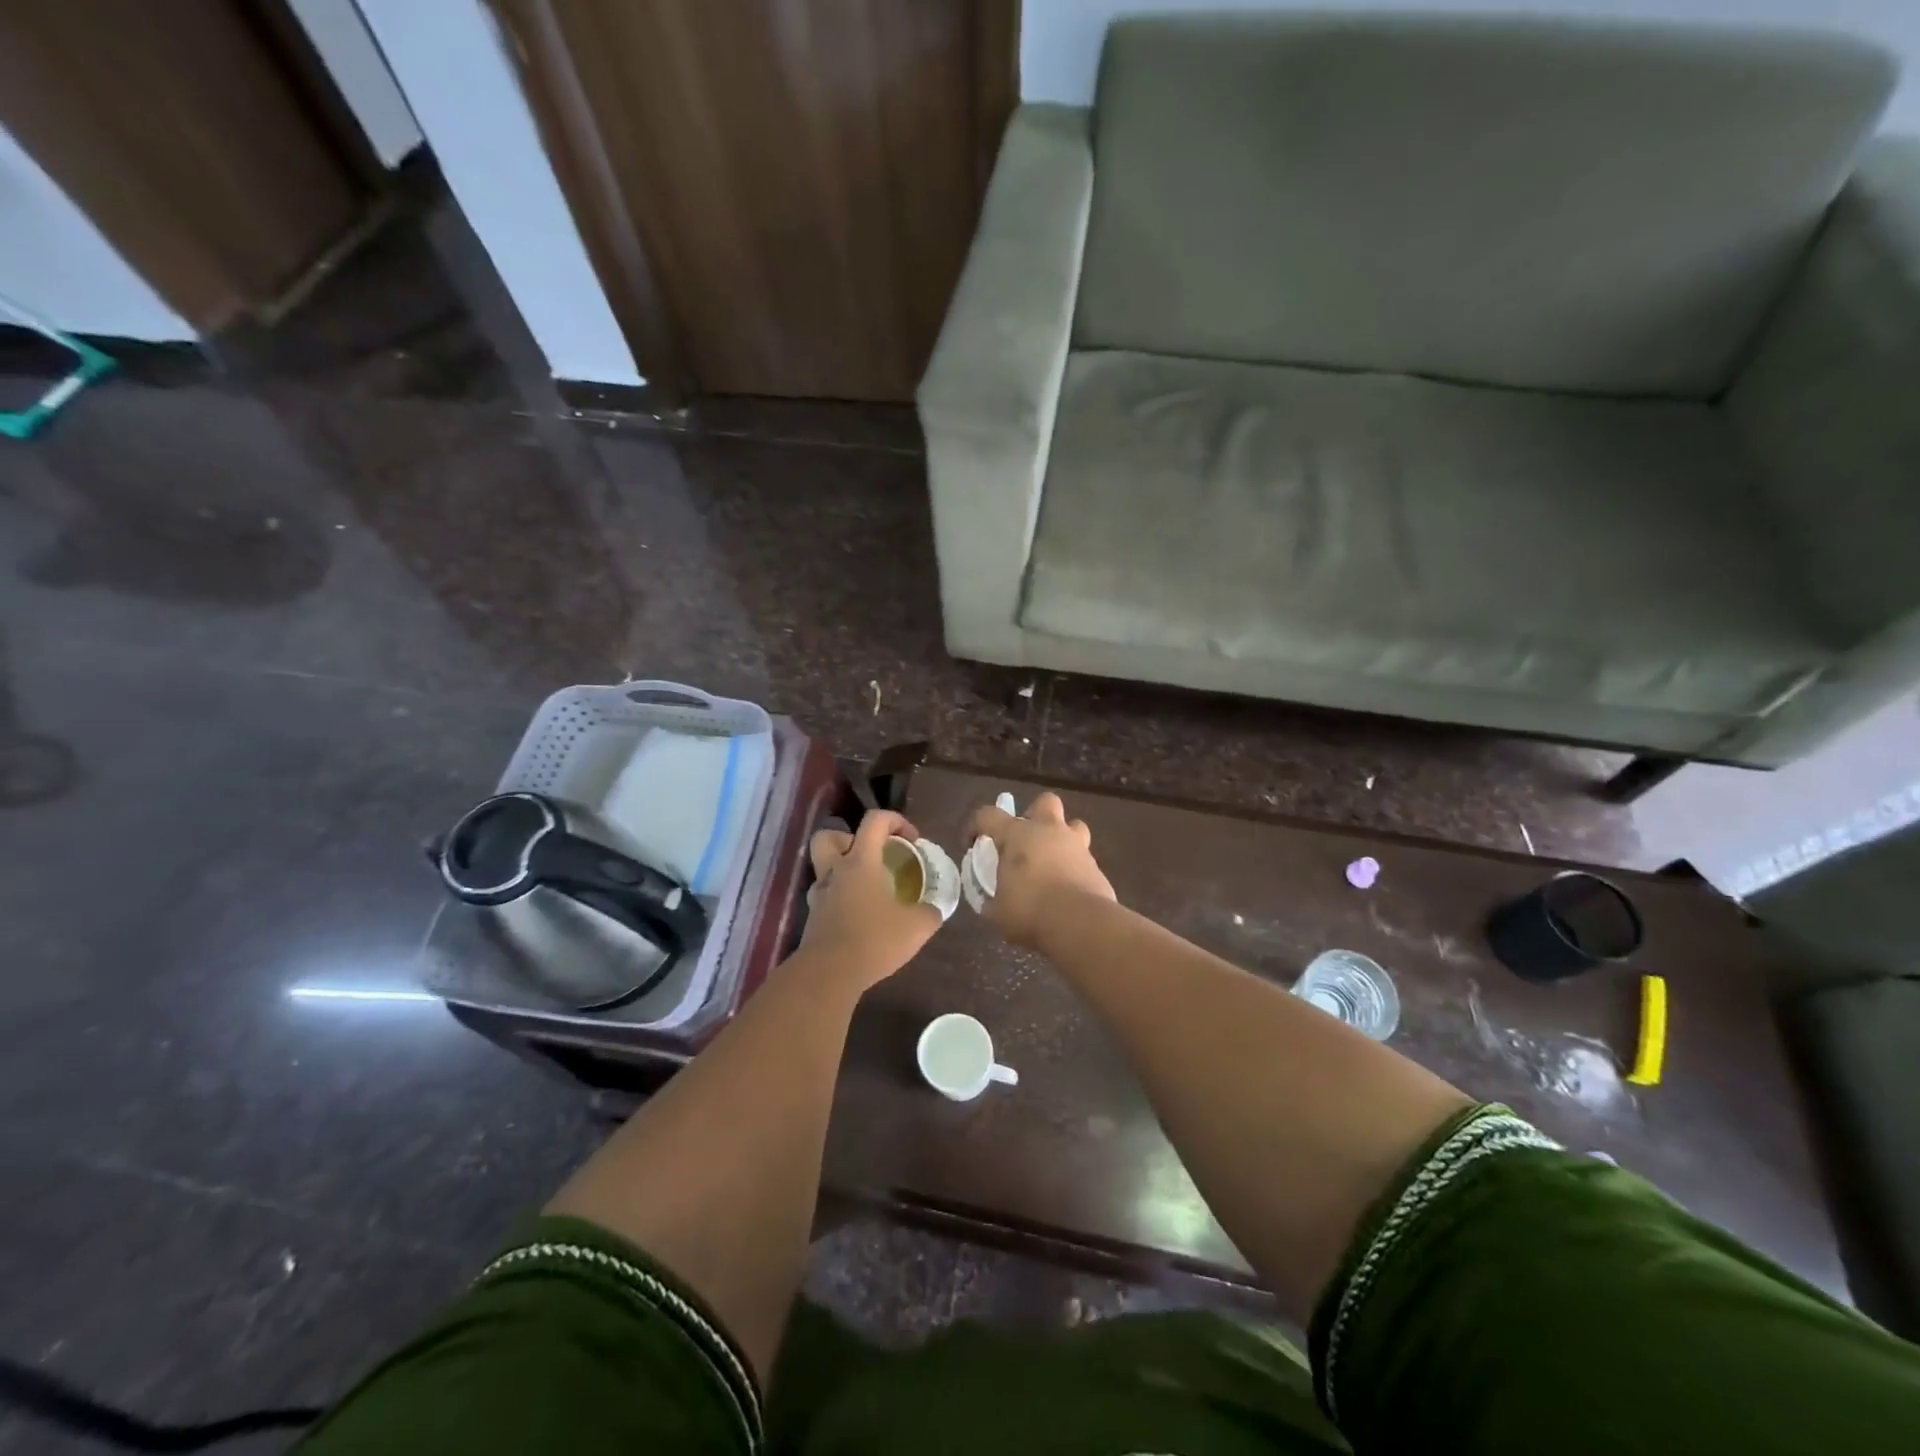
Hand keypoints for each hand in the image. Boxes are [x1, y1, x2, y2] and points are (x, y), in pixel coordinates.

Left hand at [798, 810, 941, 986]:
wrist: (829, 974)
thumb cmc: (874, 940)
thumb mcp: (917, 927)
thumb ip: (929, 912)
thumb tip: (933, 909)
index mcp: (861, 862)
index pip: (874, 821)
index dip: (896, 820)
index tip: (912, 840)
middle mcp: (835, 871)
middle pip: (829, 836)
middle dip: (850, 839)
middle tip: (872, 856)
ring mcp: (820, 895)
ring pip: (823, 867)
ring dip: (842, 869)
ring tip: (866, 887)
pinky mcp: (813, 918)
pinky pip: (825, 896)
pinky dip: (840, 898)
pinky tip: (858, 916)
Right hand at [967, 791, 1115, 949]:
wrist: (1080, 924)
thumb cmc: (1029, 911)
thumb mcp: (996, 911)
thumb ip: (991, 899)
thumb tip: (991, 900)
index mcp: (1018, 834)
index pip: (988, 815)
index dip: (976, 826)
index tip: (973, 845)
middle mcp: (1049, 831)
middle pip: (1045, 802)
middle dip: (1035, 815)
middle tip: (1026, 841)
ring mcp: (1077, 846)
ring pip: (1074, 826)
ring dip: (1062, 838)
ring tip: (1052, 862)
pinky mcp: (1096, 866)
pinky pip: (1084, 859)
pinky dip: (1075, 868)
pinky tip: (1068, 888)